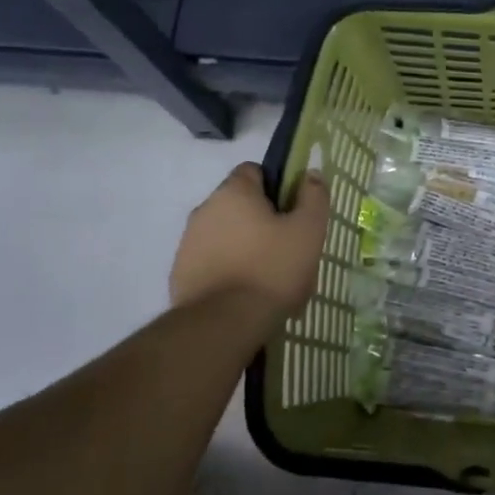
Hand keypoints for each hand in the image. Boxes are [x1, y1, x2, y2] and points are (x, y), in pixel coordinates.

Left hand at [170, 164, 328, 323]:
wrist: (224, 323)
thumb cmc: (272, 269)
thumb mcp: (308, 230)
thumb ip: (314, 196)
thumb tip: (311, 174)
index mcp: (233, 192)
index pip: (254, 171)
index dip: (277, 186)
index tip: (293, 212)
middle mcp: (204, 210)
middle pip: (240, 205)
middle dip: (263, 221)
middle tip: (288, 248)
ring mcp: (188, 243)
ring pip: (226, 235)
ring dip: (245, 247)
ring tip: (269, 278)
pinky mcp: (181, 274)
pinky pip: (212, 262)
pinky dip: (229, 270)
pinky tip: (247, 294)